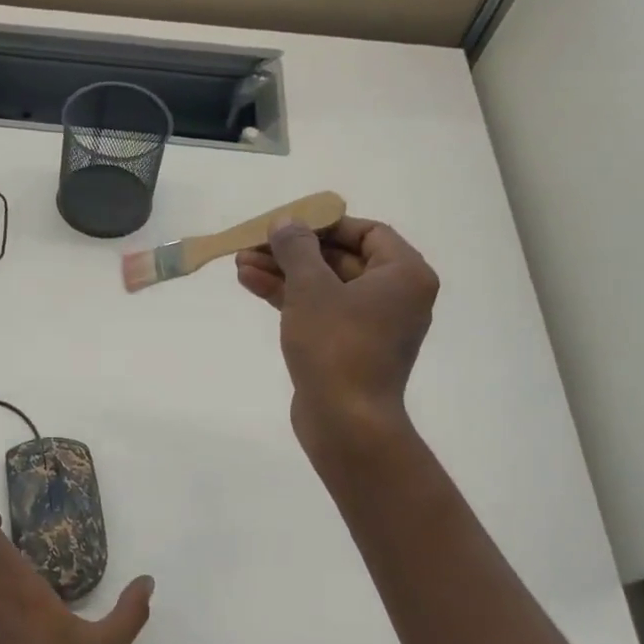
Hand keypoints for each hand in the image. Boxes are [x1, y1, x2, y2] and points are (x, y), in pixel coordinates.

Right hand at [235, 218, 439, 464]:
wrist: (345, 421)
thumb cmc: (336, 345)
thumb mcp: (311, 288)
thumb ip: (297, 249)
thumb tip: (286, 222)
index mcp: (403, 275)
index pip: (366, 232)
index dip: (324, 224)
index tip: (287, 224)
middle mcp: (395, 296)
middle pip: (340, 259)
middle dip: (293, 251)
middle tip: (253, 244)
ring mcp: (370, 325)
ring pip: (324, 286)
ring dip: (284, 273)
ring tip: (240, 263)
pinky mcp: (347, 348)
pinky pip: (319, 311)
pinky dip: (289, 298)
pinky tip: (252, 284)